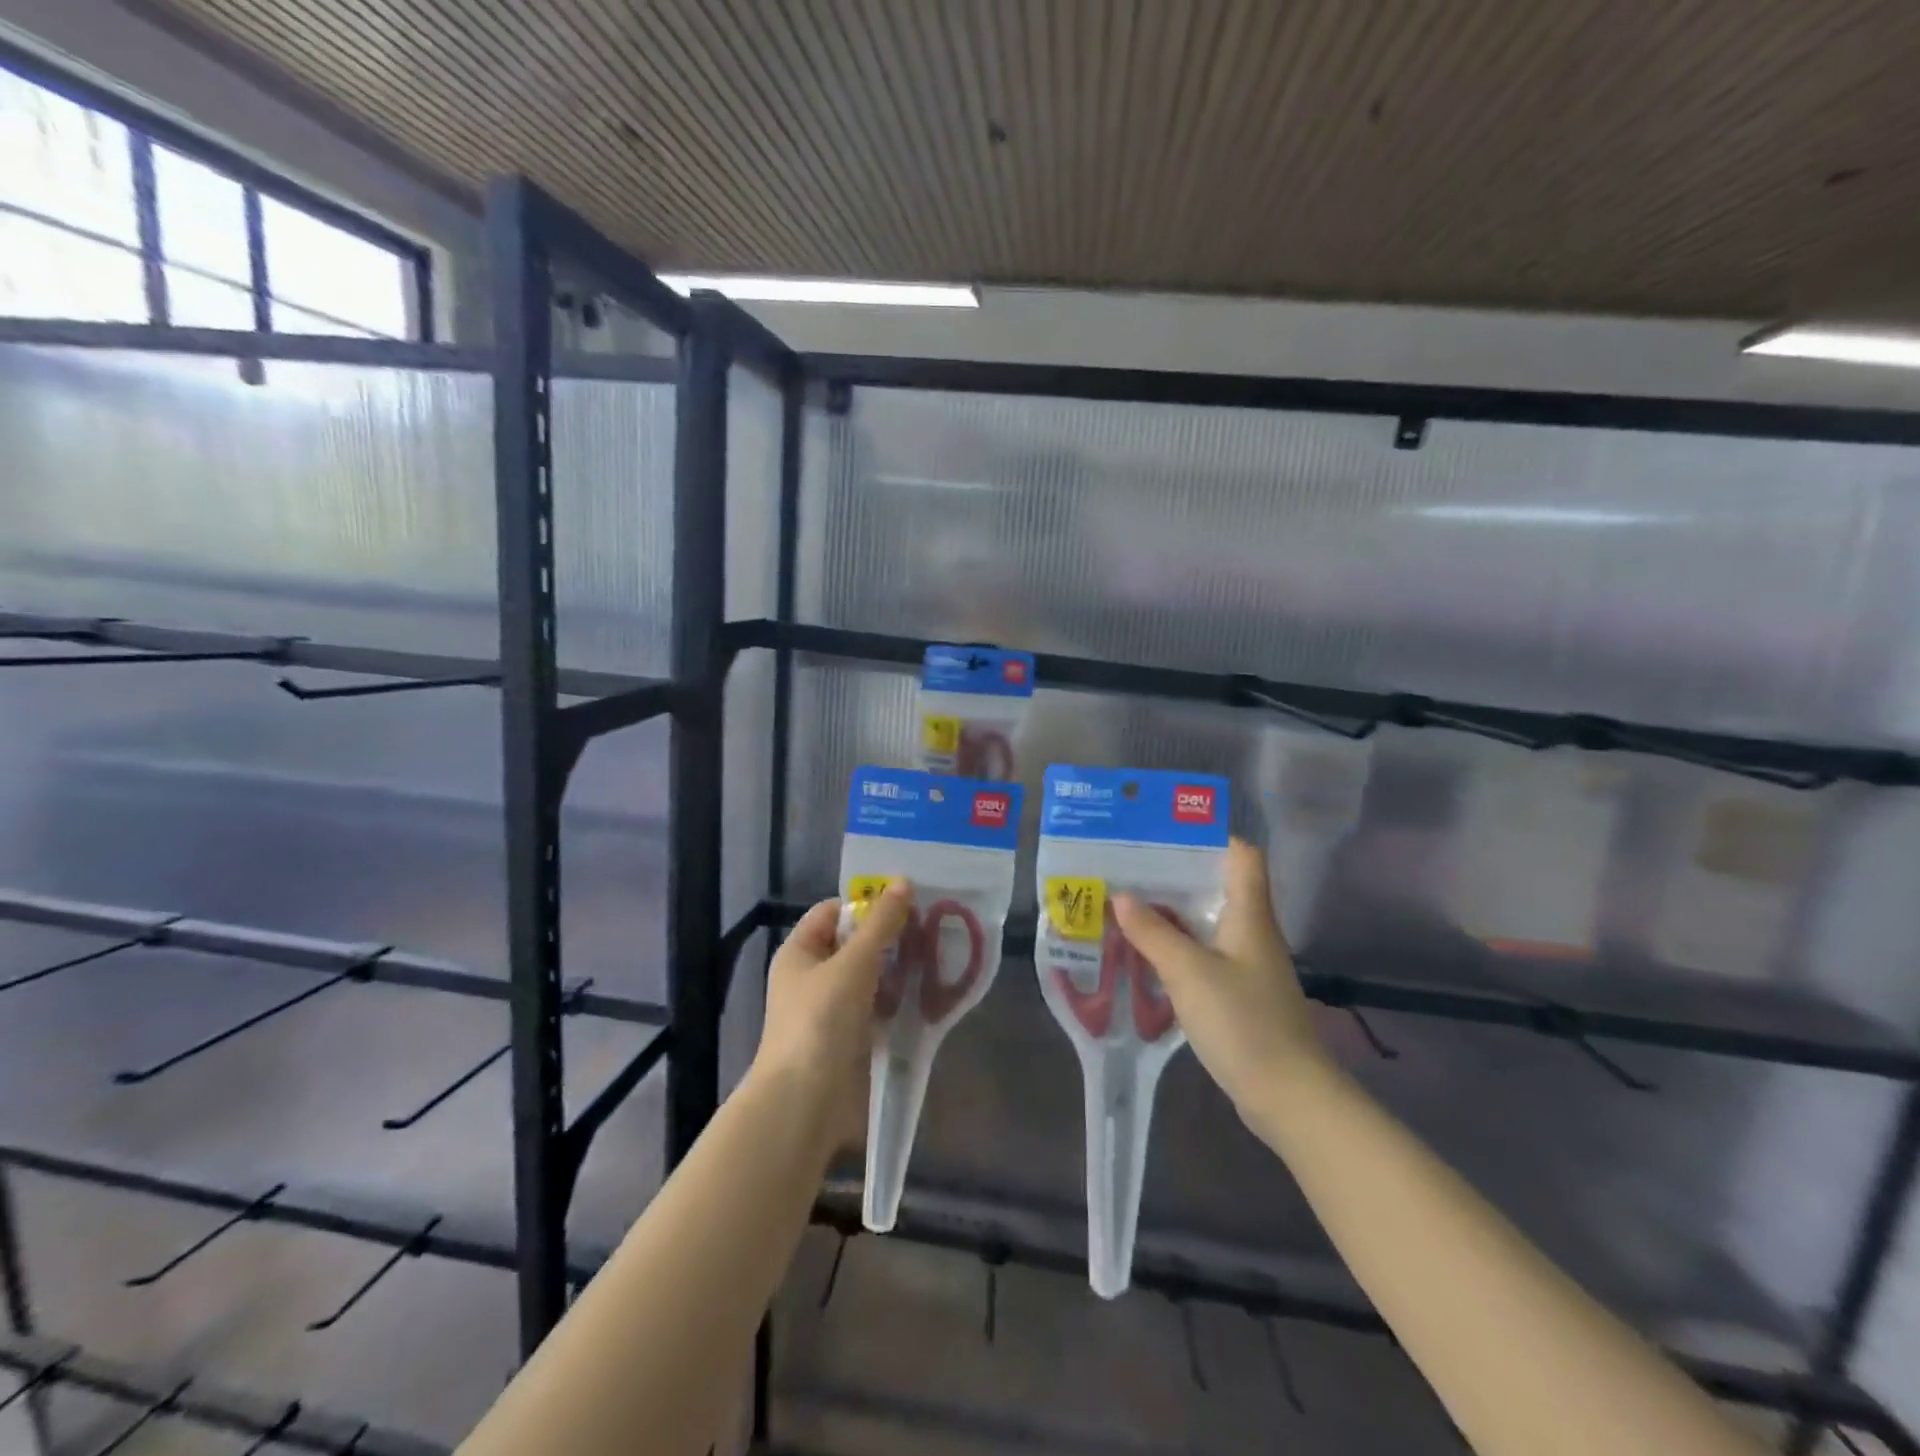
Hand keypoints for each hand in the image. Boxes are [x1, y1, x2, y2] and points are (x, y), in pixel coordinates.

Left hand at [753, 880, 913, 1147]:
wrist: (805, 1102)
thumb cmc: (821, 1020)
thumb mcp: (854, 962)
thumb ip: (881, 923)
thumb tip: (904, 882)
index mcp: (800, 952)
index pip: (833, 912)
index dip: (866, 903)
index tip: (907, 902)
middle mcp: (813, 977)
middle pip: (855, 944)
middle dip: (890, 936)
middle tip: (932, 926)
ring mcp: (831, 1010)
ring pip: (871, 977)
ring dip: (899, 968)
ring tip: (939, 954)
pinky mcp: (851, 1039)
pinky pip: (878, 1008)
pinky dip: (900, 1000)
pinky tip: (930, 993)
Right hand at [1112, 839, 1322, 1117]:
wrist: (1289, 1096)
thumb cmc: (1242, 1021)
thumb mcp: (1188, 972)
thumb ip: (1153, 933)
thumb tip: (1121, 896)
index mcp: (1249, 915)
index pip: (1242, 856)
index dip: (1210, 837)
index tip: (1166, 832)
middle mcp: (1252, 932)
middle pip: (1218, 887)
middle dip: (1175, 875)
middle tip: (1130, 867)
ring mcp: (1248, 966)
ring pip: (1208, 923)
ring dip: (1173, 914)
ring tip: (1128, 904)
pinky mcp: (1240, 995)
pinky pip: (1205, 956)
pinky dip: (1178, 948)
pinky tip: (1147, 954)